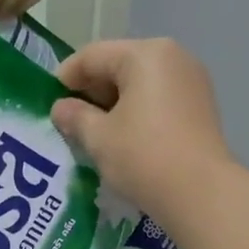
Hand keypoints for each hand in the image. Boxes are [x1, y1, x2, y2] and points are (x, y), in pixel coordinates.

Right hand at [52, 39, 231, 225]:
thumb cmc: (143, 157)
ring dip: (113, 103)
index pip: (93, 55)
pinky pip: (158, 98)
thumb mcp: (99, 138)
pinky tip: (123, 137)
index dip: (66, 76)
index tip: (48, 101)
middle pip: (119, 64)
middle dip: (91, 90)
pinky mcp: (200, 106)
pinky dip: (136, 111)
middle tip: (69, 119)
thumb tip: (60, 108)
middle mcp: (173, 57)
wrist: (200, 193)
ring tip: (93, 131)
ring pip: (140, 83)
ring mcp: (191, 81)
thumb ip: (75, 117)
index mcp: (145, 54)